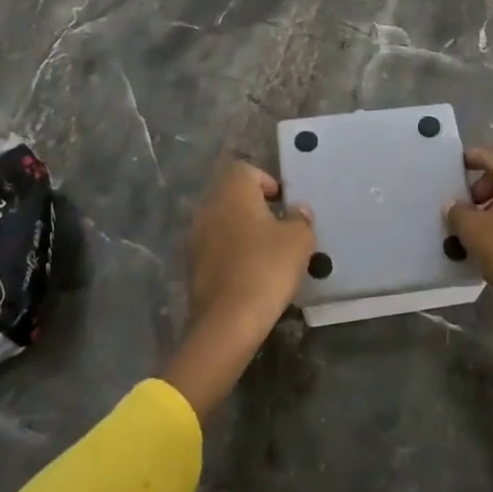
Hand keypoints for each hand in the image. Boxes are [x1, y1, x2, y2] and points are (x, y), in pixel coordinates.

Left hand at [163, 159, 314, 419]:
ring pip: (222, 222)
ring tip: (266, 252)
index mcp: (232, 192)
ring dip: (241, 230)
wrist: (228, 322)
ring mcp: (195, 237)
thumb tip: (297, 209)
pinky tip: (250, 273)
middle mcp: (208, 208)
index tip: (283, 204)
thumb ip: (300, 218)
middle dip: (254, 207)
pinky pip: (215, 247)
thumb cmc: (267, 268)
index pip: (245, 169)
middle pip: (231, 195)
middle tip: (278, 227)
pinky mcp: (191, 266)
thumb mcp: (299, 240)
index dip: (266, 181)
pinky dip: (230, 252)